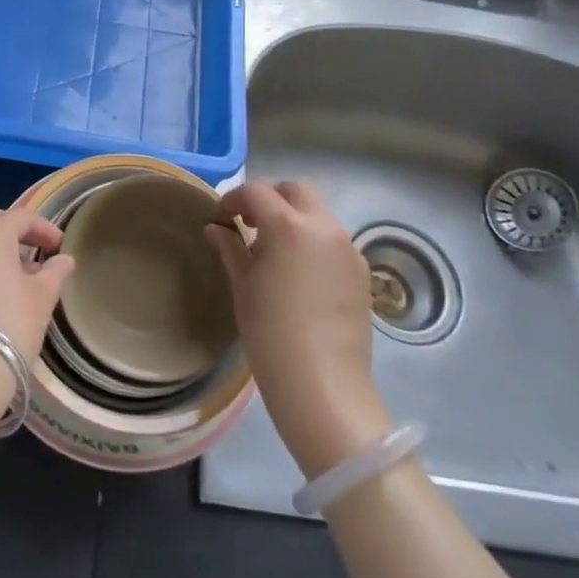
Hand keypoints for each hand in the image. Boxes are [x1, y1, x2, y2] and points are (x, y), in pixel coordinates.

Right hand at [206, 181, 391, 477]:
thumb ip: (231, 249)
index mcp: (289, 226)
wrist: (323, 386)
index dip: (235, 199)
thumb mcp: (243, 288)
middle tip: (251, 225)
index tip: (222, 217)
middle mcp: (324, 227)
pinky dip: (314, 241)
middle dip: (271, 199)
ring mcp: (348, 249)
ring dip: (295, 219)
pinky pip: (334, 241)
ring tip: (275, 252)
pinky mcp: (362, 272)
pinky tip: (301, 274)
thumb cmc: (271, 334)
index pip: (257, 193)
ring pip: (318, 214)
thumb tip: (217, 228)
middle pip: (296, 191)